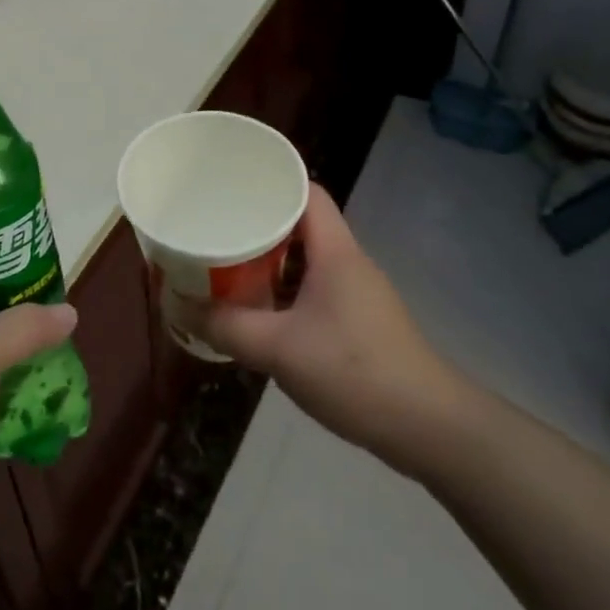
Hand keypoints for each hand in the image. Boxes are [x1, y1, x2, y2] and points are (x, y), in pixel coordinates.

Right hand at [183, 184, 464, 476]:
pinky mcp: (358, 322)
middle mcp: (348, 263)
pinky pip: (313, 291)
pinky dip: (283, 292)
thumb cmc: (354, 371)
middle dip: (258, 225)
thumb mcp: (278, 349)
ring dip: (269, 263)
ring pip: (306, 261)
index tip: (230, 187)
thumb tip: (181, 307)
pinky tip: (258, 312)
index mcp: (335, 252)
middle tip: (216, 229)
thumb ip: (226, 327)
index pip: (307, 192)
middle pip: (301, 225)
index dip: (271, 182)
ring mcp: (357, 294)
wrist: (428, 427)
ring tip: (226, 266)